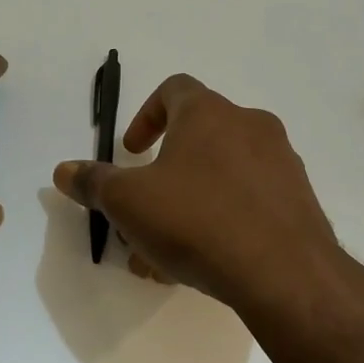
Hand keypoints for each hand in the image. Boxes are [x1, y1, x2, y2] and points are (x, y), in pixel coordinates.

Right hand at [53, 74, 339, 314]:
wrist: (285, 273)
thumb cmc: (197, 220)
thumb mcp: (129, 202)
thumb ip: (94, 182)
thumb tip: (64, 170)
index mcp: (209, 113)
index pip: (173, 90)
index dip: (146, 116)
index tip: (132, 153)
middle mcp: (250, 126)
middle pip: (197, 139)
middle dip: (163, 176)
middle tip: (143, 212)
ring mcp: (281, 163)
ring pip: (222, 177)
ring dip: (189, 204)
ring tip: (165, 253)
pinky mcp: (299, 201)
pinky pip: (250, 202)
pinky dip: (222, 221)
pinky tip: (203, 262)